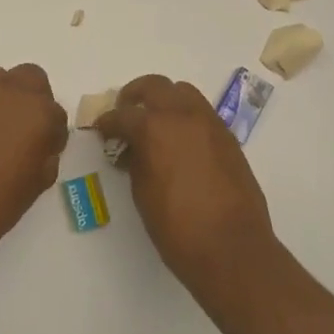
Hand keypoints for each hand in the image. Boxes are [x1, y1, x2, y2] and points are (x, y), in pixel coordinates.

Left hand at [0, 64, 68, 267]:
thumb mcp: (36, 184)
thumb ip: (45, 155)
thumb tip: (41, 146)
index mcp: (40, 113)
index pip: (57, 115)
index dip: (52, 136)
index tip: (44, 152)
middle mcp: (12, 93)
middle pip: (32, 80)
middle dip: (33, 101)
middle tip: (26, 132)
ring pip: (2, 80)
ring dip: (7, 98)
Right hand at [95, 74, 281, 294]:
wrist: (232, 247)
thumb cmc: (177, 227)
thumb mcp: (142, 193)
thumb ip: (135, 160)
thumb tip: (134, 149)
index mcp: (155, 128)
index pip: (123, 115)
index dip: (107, 122)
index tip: (101, 129)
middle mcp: (183, 116)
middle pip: (155, 86)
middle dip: (135, 96)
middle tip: (125, 112)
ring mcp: (210, 123)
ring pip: (183, 92)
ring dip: (165, 100)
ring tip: (155, 122)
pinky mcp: (228, 137)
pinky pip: (202, 113)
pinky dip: (186, 116)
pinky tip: (179, 140)